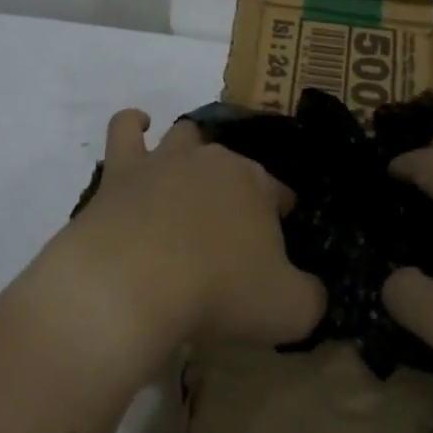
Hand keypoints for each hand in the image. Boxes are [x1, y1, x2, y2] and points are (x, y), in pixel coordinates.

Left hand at [49, 109, 324, 357]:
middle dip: (238, 188)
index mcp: (258, 186)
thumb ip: (310, 297)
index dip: (280, 216)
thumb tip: (312, 291)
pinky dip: (134, 123)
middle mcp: (215, 161)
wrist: (133, 284)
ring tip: (189, 178)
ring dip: (191, 150)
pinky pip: (125, 128)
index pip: (279, 192)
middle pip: (234, 165)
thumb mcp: (288, 309)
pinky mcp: (121, 170)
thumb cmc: (219, 292)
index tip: (275, 248)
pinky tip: (140, 127)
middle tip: (230, 231)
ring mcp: (165, 160)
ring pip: (186, 136)